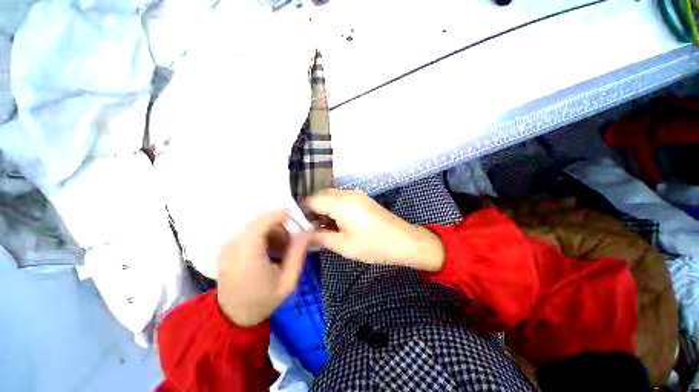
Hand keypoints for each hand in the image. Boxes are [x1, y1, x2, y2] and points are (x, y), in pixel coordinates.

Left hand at [217, 210, 308, 326]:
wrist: (233, 317)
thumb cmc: (263, 300)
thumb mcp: (288, 281)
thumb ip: (298, 253)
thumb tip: (305, 232)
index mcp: (248, 253)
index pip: (264, 221)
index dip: (282, 215)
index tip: (297, 220)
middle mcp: (234, 244)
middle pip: (261, 222)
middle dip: (279, 227)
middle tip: (290, 242)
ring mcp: (228, 245)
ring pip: (256, 226)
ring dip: (271, 232)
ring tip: (280, 249)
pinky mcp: (227, 247)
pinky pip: (249, 232)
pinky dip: (262, 236)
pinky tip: (268, 251)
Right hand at [305, 189, 444, 271]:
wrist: (404, 241)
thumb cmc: (373, 246)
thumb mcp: (343, 245)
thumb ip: (320, 237)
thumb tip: (303, 234)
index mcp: (340, 203)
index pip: (311, 200)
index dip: (302, 212)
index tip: (298, 226)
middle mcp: (347, 194)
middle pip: (321, 196)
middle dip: (312, 210)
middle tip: (311, 229)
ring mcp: (356, 195)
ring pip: (331, 197)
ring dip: (323, 209)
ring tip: (323, 228)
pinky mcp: (362, 199)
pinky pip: (341, 199)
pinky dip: (334, 208)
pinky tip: (336, 223)